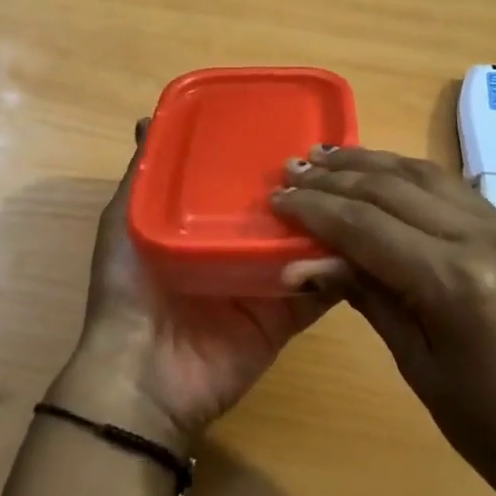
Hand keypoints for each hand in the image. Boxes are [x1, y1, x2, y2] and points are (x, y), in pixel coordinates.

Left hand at [48, 121, 338, 455]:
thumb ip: (142, 176)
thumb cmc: (129, 289)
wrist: (142, 376)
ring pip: (309, 244)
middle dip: (310, 187)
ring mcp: (267, 281)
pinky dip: (344, 270)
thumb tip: (149, 119)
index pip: (244, 182)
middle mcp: (240, 246)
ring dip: (335, 222)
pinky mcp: (286, 315)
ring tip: (365, 189)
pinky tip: (370, 242)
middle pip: (283, 210)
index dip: (267, 157)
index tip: (296, 123)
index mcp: (205, 222)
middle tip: (342, 157)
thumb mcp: (125, 223)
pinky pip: (321, 288)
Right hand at [272, 146, 495, 495]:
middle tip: (293, 166)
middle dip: (339, 176)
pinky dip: (414, 178)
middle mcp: (485, 239)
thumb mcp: (423, 370)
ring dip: (376, 164)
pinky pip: (458, 194)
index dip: (315, 208)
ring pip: (430, 178)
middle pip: (396, 188)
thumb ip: (370, 299)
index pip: (367, 225)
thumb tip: (305, 262)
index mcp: (455, 280)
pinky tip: (390, 180)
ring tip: (332, 157)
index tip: (276, 197)